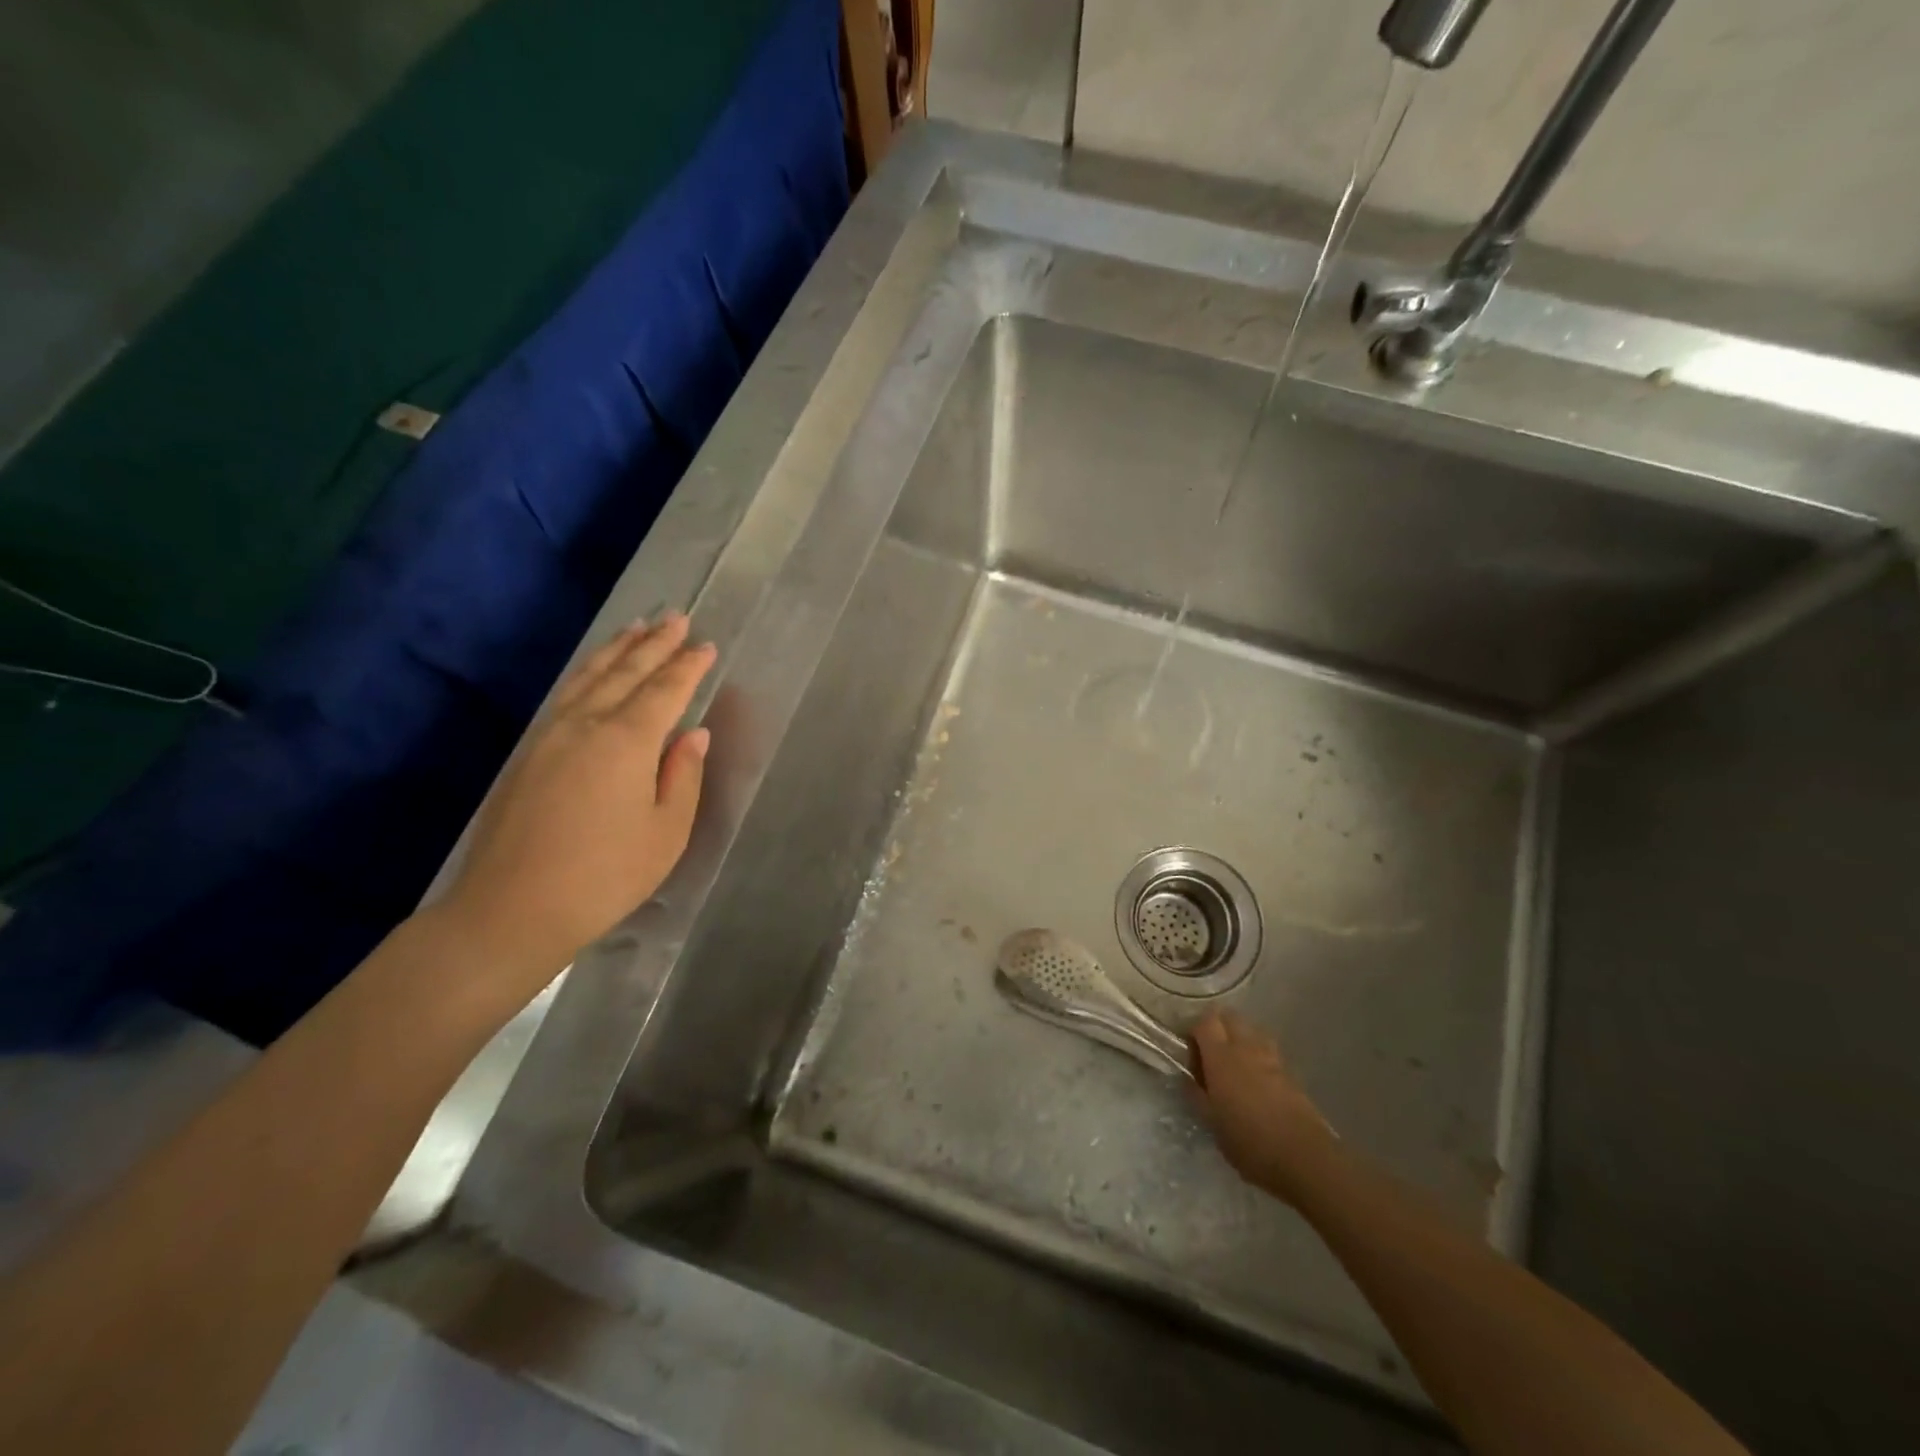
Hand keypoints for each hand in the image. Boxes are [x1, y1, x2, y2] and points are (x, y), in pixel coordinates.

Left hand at [440, 615, 715, 983]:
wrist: (511, 910)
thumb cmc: (605, 876)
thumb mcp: (666, 833)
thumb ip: (683, 776)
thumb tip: (694, 734)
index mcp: (626, 741)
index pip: (665, 691)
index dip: (688, 667)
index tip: (707, 645)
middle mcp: (586, 725)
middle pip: (626, 672)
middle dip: (655, 644)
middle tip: (676, 618)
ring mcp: (551, 735)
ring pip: (589, 677)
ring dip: (617, 649)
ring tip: (637, 628)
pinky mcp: (529, 753)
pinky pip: (566, 694)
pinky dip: (587, 672)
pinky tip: (594, 672)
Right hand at [1191, 1011, 1336, 1202]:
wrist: (1304, 1158)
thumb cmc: (1249, 1141)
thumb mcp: (1211, 1123)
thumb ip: (1196, 1094)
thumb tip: (1187, 1078)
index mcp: (1221, 1056)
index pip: (1204, 1021)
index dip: (1193, 1030)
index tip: (1189, 1052)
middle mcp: (1245, 1047)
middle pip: (1229, 1016)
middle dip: (1216, 1026)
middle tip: (1209, 1054)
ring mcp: (1271, 1057)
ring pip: (1251, 1030)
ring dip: (1239, 1038)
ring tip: (1234, 1065)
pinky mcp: (1290, 1072)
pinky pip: (1268, 1049)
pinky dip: (1257, 1055)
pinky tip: (1256, 1080)